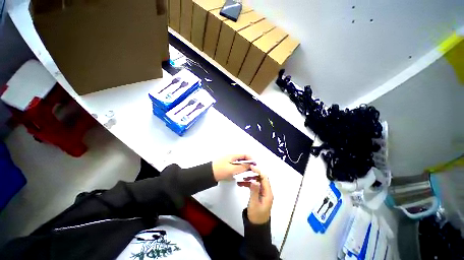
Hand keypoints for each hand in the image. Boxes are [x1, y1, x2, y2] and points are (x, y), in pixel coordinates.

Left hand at [212, 154, 253, 181]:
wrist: (207, 174)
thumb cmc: (220, 171)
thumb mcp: (232, 170)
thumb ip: (242, 167)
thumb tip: (250, 165)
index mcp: (233, 155)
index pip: (245, 154)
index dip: (251, 159)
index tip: (255, 166)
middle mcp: (231, 156)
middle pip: (242, 158)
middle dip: (247, 163)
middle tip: (251, 171)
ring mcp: (228, 160)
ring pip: (238, 162)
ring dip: (242, 166)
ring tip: (245, 173)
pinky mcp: (225, 164)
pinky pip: (234, 165)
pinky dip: (237, 168)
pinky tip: (237, 173)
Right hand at [246, 166, 272, 224]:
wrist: (257, 226)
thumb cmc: (256, 215)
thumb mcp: (254, 203)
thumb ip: (254, 191)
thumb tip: (254, 180)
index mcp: (268, 193)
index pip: (264, 178)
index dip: (258, 171)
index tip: (251, 167)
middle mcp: (267, 191)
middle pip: (261, 178)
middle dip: (253, 174)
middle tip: (245, 172)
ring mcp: (263, 193)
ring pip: (257, 182)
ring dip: (250, 179)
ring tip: (241, 179)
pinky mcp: (259, 195)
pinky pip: (255, 186)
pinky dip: (249, 184)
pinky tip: (242, 184)